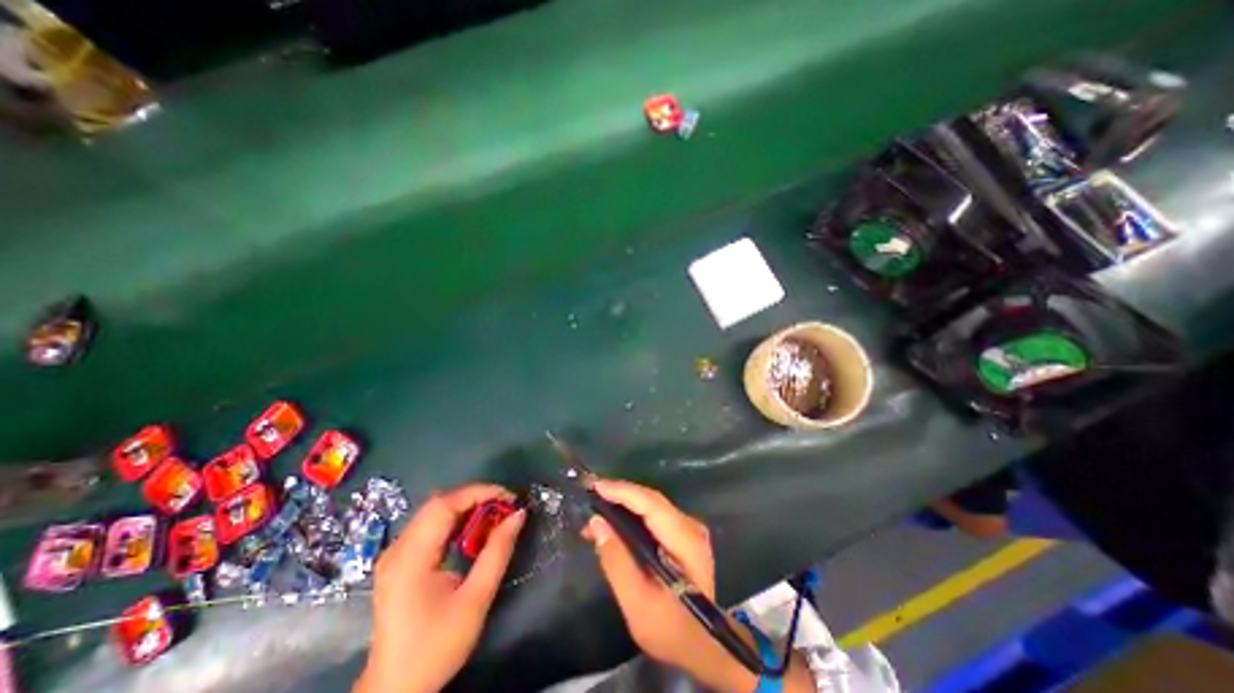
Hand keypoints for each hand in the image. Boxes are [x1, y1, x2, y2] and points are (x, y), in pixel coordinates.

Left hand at [357, 482, 529, 692]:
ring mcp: (395, 554)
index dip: (479, 493)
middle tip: (504, 505)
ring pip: (434, 512)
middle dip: (475, 497)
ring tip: (494, 514)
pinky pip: (429, 525)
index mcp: (410, 559)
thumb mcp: (476, 600)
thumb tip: (519, 514)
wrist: (395, 690)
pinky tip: (472, 530)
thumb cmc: (436, 646)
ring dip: (466, 507)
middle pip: (438, 504)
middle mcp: (397, 549)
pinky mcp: (399, 561)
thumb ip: (498, 552)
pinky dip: (455, 520)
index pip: (444, 505)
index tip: (508, 497)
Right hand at [582, 480, 761, 691]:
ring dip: (624, 504)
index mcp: (686, 542)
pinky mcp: (683, 533)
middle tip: (590, 496)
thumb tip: (596, 523)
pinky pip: (654, 514)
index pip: (652, 504)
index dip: (623, 492)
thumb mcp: (637, 604)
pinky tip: (615, 522)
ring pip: (651, 504)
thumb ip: (616, 562)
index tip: (596, 487)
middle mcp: (691, 527)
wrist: (702, 645)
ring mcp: (689, 528)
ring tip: (597, 511)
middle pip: (651, 500)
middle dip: (619, 495)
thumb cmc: (670, 629)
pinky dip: (632, 514)